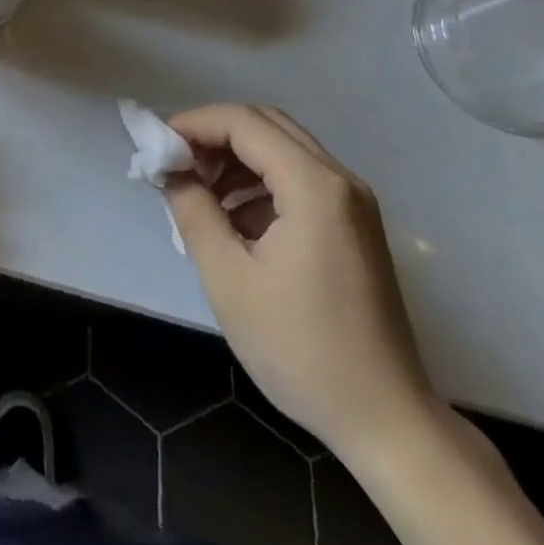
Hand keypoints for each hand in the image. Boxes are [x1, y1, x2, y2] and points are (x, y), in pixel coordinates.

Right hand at [165, 103, 439, 461]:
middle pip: (266, 125)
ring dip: (235, 157)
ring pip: (282, 148)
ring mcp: (353, 203)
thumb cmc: (301, 349)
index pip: (243, 122)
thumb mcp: (229, 278)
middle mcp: (340, 180)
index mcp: (314, 187)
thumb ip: (193, 210)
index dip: (194, 124)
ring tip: (198, 192)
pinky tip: (233, 220)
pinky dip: (259, 181)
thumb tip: (169, 171)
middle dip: (214, 135)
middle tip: (175, 164)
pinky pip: (299, 178)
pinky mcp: (354, 226)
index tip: (156, 146)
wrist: (387, 422)